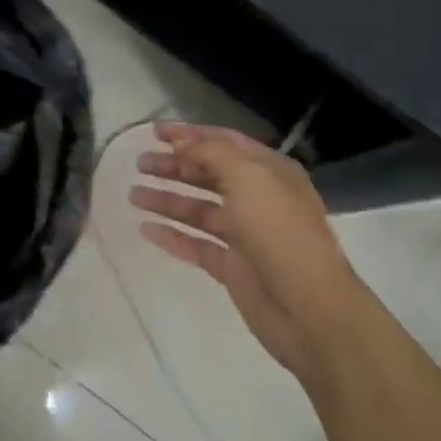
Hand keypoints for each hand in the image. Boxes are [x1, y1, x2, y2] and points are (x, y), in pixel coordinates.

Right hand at [130, 123, 371, 385]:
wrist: (308, 307)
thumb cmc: (280, 233)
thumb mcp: (248, 178)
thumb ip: (211, 153)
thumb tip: (181, 142)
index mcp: (270, 171)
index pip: (224, 142)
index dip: (189, 134)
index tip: (153, 132)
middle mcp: (258, 198)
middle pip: (209, 174)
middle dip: (175, 166)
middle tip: (139, 164)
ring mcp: (245, 234)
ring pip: (199, 210)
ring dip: (168, 200)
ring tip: (133, 195)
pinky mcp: (233, 266)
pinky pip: (197, 245)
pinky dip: (173, 236)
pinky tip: (146, 230)